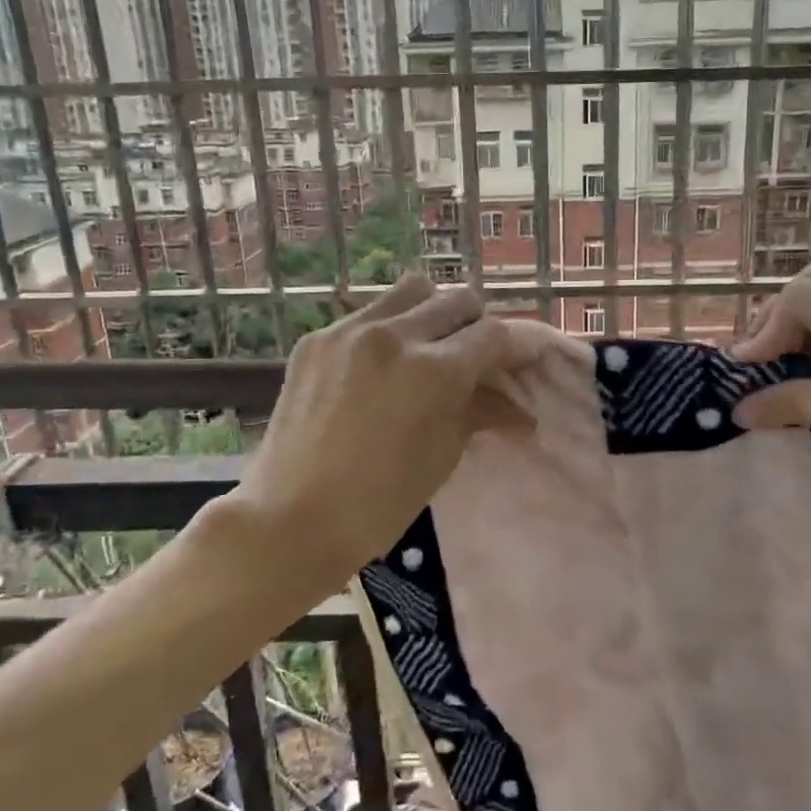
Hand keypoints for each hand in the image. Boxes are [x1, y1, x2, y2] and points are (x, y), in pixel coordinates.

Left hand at [234, 274, 532, 584]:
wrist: (289, 519)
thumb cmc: (378, 503)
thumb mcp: (442, 455)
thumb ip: (480, 412)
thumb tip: (521, 409)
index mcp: (433, 370)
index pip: (492, 335)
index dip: (514, 348)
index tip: (520, 362)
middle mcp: (393, 335)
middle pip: (457, 300)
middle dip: (477, 325)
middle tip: (475, 357)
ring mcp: (349, 331)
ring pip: (412, 291)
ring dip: (433, 312)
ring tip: (429, 348)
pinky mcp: (316, 339)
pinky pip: (367, 314)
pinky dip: (389, 329)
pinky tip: (381, 366)